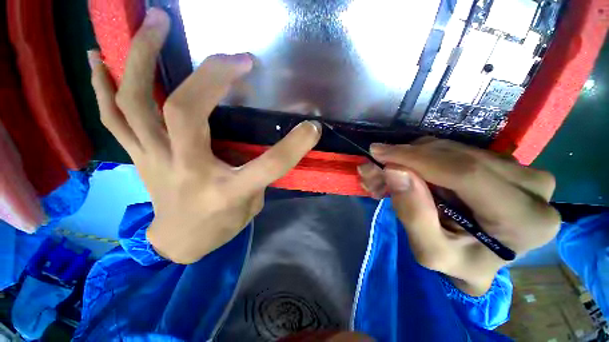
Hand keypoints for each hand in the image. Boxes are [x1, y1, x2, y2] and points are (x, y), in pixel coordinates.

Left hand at [89, 8, 320, 263]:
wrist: (179, 242)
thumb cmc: (221, 226)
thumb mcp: (251, 205)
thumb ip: (257, 173)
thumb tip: (261, 142)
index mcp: (226, 193)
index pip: (268, 166)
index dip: (295, 145)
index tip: (312, 127)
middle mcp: (186, 172)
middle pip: (186, 113)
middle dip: (211, 76)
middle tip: (234, 55)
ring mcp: (154, 161)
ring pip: (136, 103)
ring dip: (142, 57)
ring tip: (155, 21)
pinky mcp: (137, 156)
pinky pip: (112, 116)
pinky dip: (102, 84)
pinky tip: (99, 55)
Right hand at [358, 137, 559, 295]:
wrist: (482, 257)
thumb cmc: (460, 263)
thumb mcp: (431, 252)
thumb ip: (413, 215)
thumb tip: (393, 171)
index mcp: (525, 219)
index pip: (465, 172)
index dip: (415, 158)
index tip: (377, 152)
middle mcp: (533, 186)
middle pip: (456, 156)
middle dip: (406, 157)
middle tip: (377, 167)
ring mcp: (521, 168)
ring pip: (452, 148)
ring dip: (412, 157)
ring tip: (389, 175)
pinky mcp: (503, 161)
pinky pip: (454, 149)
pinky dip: (423, 157)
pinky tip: (408, 171)